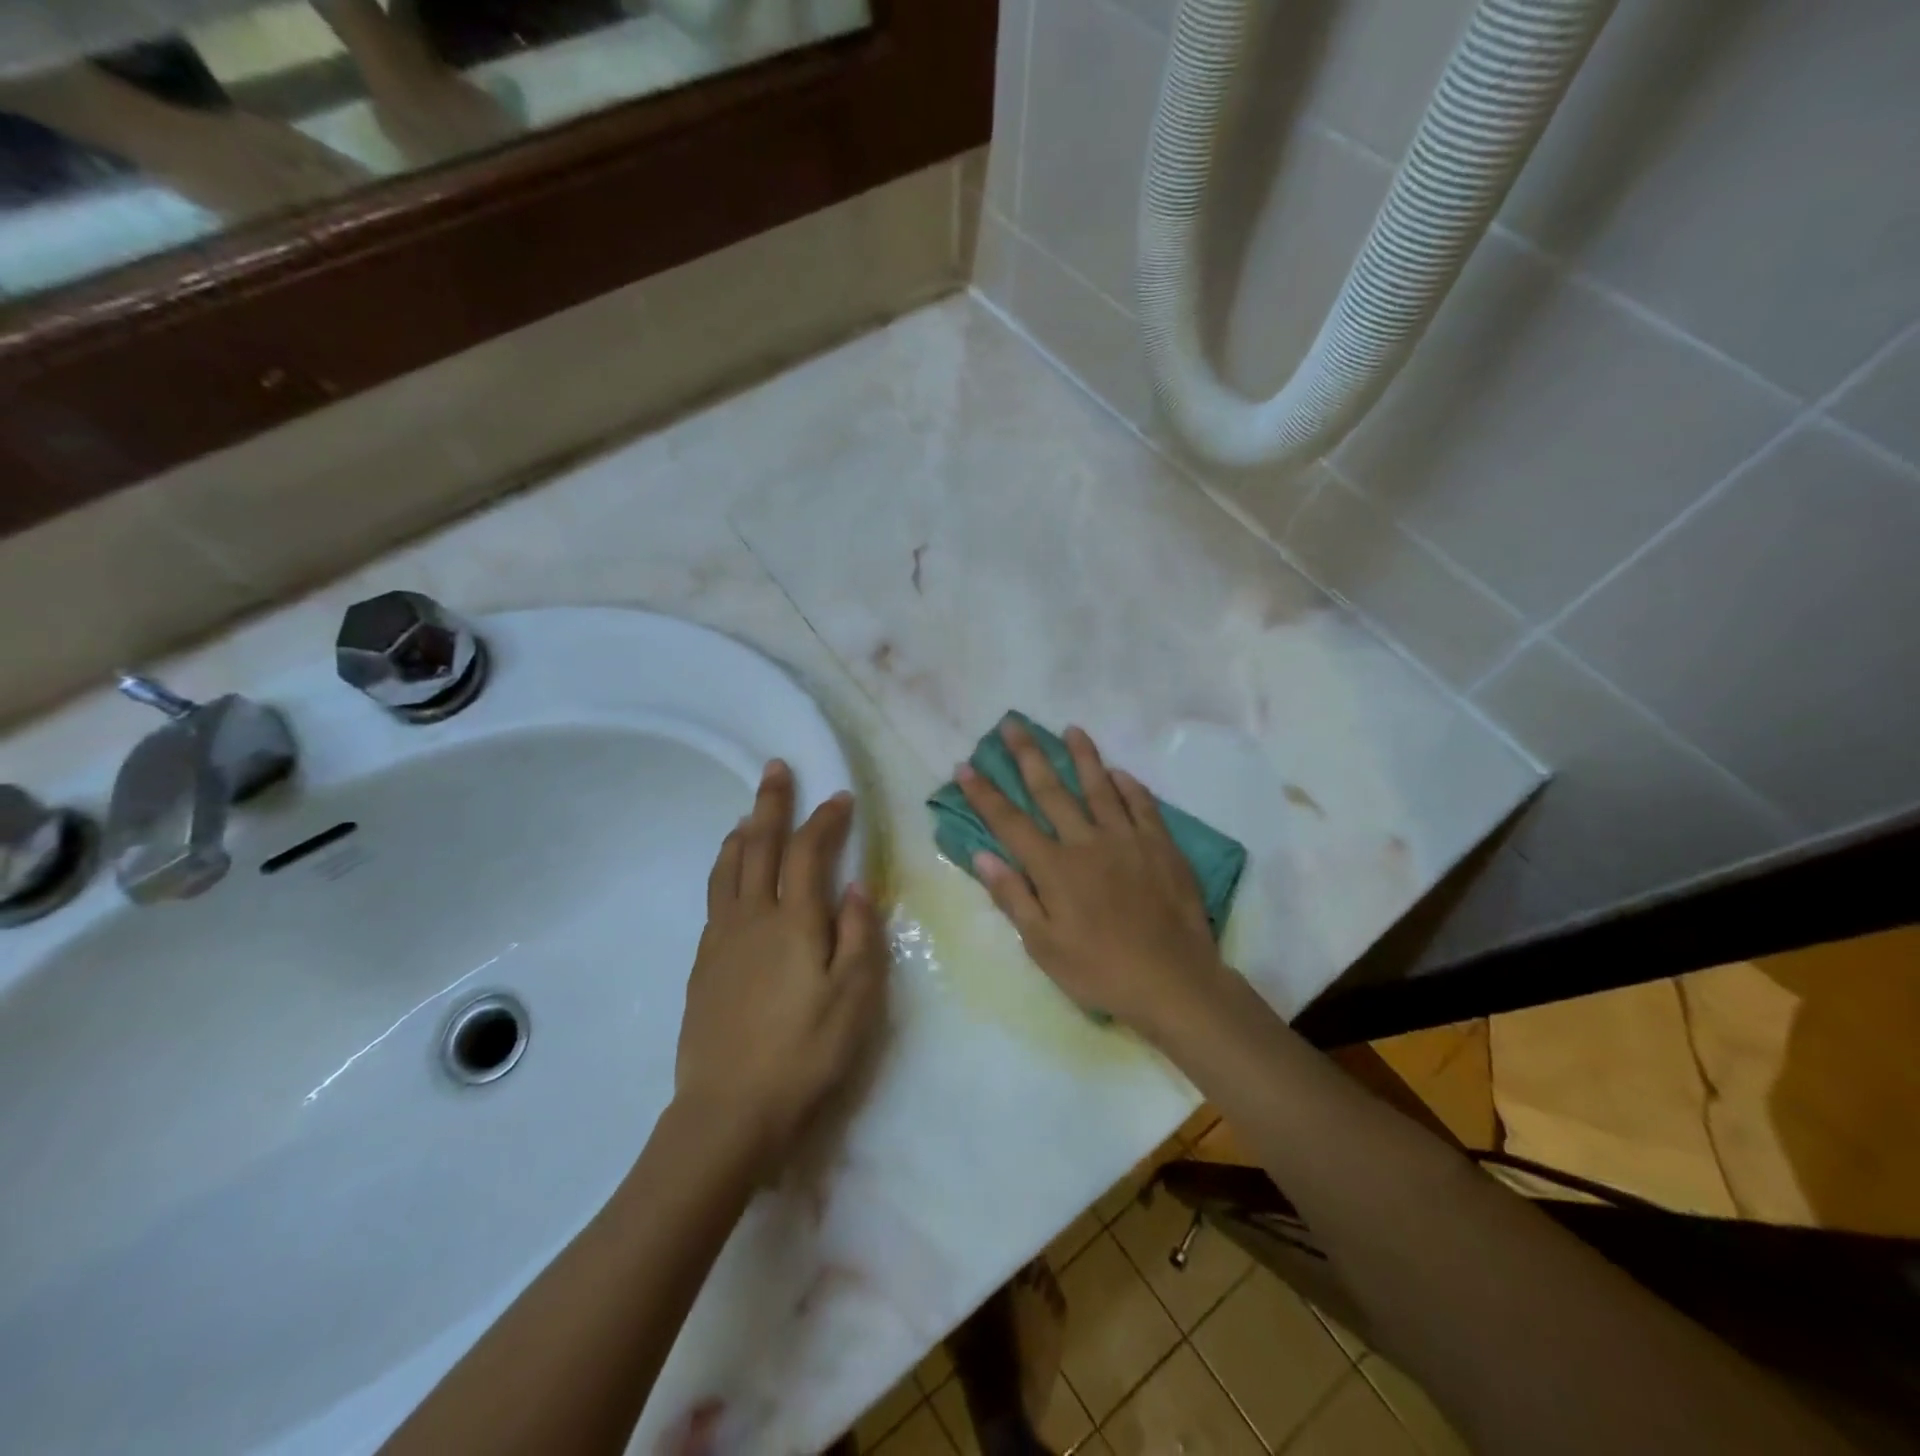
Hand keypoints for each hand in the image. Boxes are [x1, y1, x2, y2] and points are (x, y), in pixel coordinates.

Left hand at [675, 760, 886, 1175]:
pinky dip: (725, 869)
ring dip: (743, 833)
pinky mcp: (703, 965)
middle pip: (760, 846)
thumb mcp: (855, 999)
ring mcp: (721, 939)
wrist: (729, 1112)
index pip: (809, 852)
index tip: (840, 797)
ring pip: (728, 868)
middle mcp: (752, 917)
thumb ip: (860, 936)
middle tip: (776, 769)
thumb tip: (858, 886)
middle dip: (772, 804)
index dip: (825, 819)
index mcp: (794, 922)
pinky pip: (715, 897)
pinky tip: (731, 877)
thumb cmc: (805, 1054)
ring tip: (750, 815)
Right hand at [956, 721, 1227, 1041]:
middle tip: (1012, 724)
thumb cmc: (1100, 971)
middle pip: (1051, 790)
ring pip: (1099, 787)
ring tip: (1071, 729)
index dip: (984, 793)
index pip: (1010, 822)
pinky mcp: (1160, 846)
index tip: (965, 765)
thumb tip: (981, 854)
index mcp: (1054, 868)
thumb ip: (1013, 896)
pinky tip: (1120, 773)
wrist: (1173, 981)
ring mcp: (1127, 839)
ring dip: (1083, 756)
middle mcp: (1087, 842)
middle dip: (1028, 755)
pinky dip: (1129, 786)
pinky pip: (1143, 805)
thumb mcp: (1044, 946)